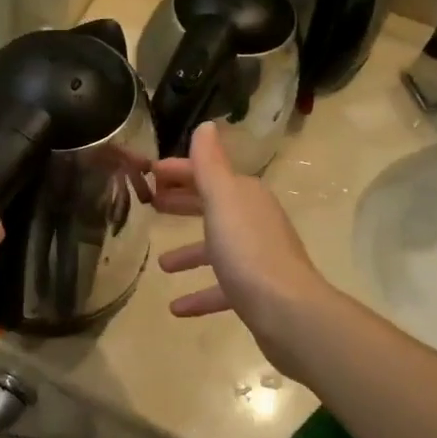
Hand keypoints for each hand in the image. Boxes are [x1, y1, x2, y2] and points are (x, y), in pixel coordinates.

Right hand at [151, 123, 327, 352]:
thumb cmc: (247, 250)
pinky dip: (199, 295)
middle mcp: (253, 221)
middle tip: (152, 206)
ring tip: (161, 265)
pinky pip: (221, 288)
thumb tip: (206, 125)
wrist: (288, 312)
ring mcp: (256, 257)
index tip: (149, 174)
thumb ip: (210, 165)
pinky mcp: (255, 291)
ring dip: (188, 253)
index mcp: (244, 196)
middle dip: (183, 204)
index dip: (179, 171)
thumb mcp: (222, 200)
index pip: (208, 173)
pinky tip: (176, 308)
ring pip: (217, 248)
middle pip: (212, 207)